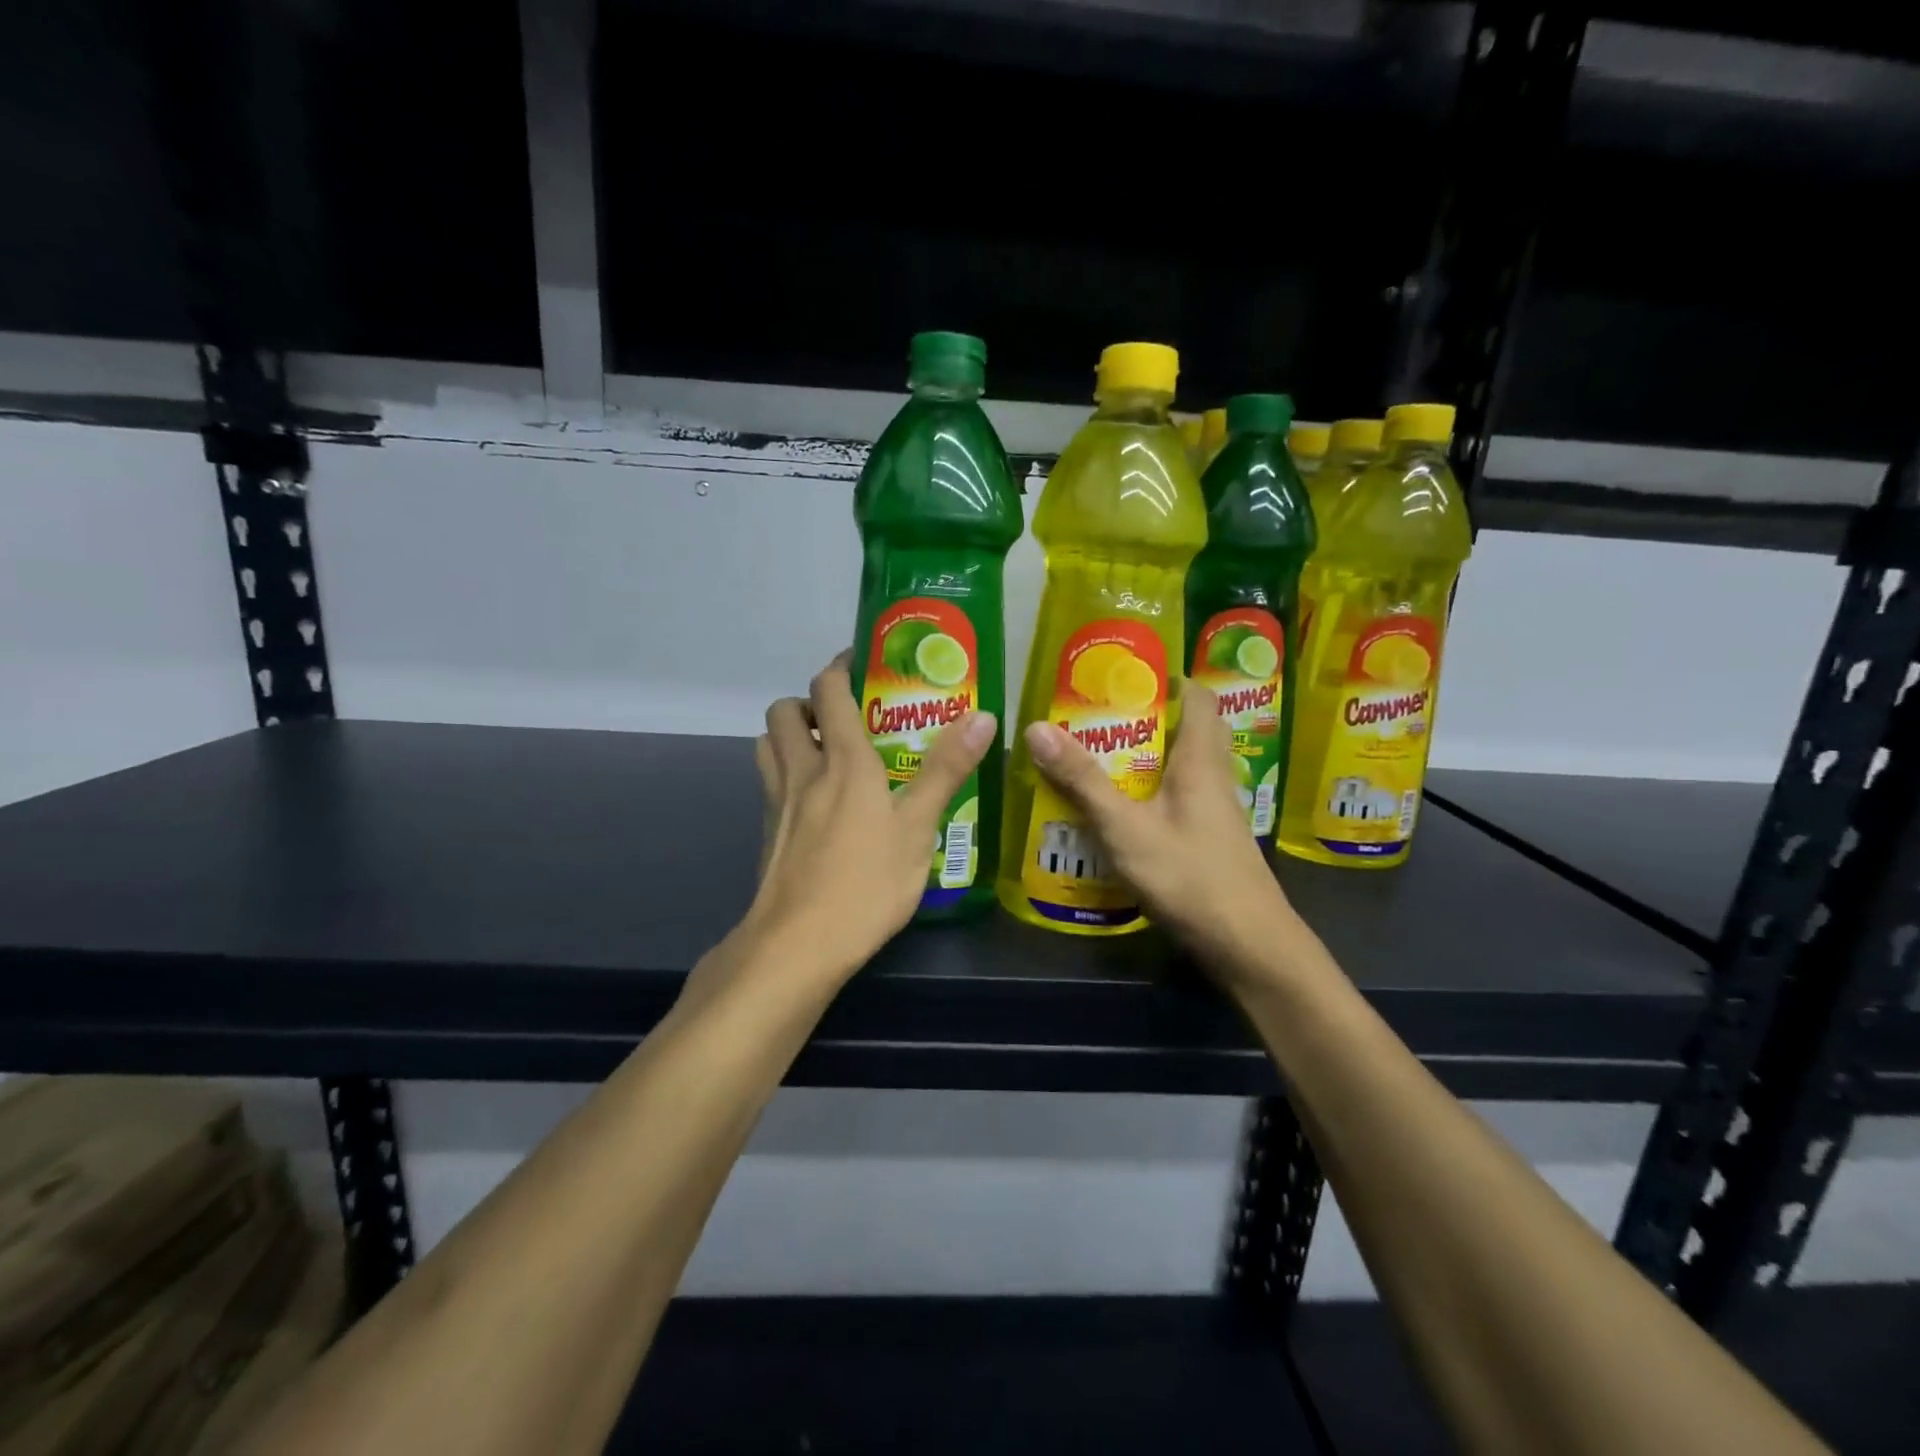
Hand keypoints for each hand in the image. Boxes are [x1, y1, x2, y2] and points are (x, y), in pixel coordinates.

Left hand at [742, 652, 997, 987]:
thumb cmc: (866, 883)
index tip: (865, 662)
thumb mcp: (918, 828)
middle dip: (808, 701)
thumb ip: (947, 770)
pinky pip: (769, 784)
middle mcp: (802, 771)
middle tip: (844, 715)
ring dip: (790, 735)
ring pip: (767, 744)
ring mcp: (776, 803)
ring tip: (826, 752)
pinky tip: (816, 804)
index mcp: (842, 761)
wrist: (797, 945)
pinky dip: (787, 774)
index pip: (828, 690)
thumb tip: (984, 716)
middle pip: (784, 711)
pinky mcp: (766, 834)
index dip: (841, 667)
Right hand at [1022, 684, 1294, 979]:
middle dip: (1144, 720)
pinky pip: (1175, 801)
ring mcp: (1214, 813)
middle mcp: (1212, 778)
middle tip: (1095, 720)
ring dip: (1142, 761)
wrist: (1248, 946)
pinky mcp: (1207, 842)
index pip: (1199, 698)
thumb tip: (1037, 727)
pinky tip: (1114, 813)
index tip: (1125, 676)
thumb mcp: (1125, 827)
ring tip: (1094, 761)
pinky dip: (1146, 796)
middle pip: (1186, 731)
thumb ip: (1082, 780)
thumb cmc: (1189, 875)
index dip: (1169, 679)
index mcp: (1200, 760)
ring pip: (1179, 769)